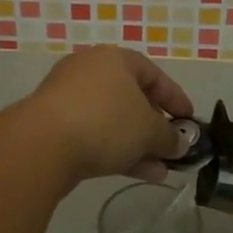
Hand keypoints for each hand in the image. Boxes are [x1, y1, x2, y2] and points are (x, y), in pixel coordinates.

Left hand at [20, 46, 193, 186]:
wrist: (43, 144)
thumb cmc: (106, 122)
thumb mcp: (149, 130)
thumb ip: (169, 137)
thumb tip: (179, 144)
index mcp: (114, 59)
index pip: (153, 74)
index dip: (175, 99)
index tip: (190, 122)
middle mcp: (90, 70)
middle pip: (131, 97)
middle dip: (154, 126)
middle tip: (172, 148)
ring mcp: (68, 97)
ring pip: (113, 119)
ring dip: (138, 144)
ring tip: (159, 171)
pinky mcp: (54, 123)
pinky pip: (94, 133)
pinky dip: (115, 149)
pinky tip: (136, 173)